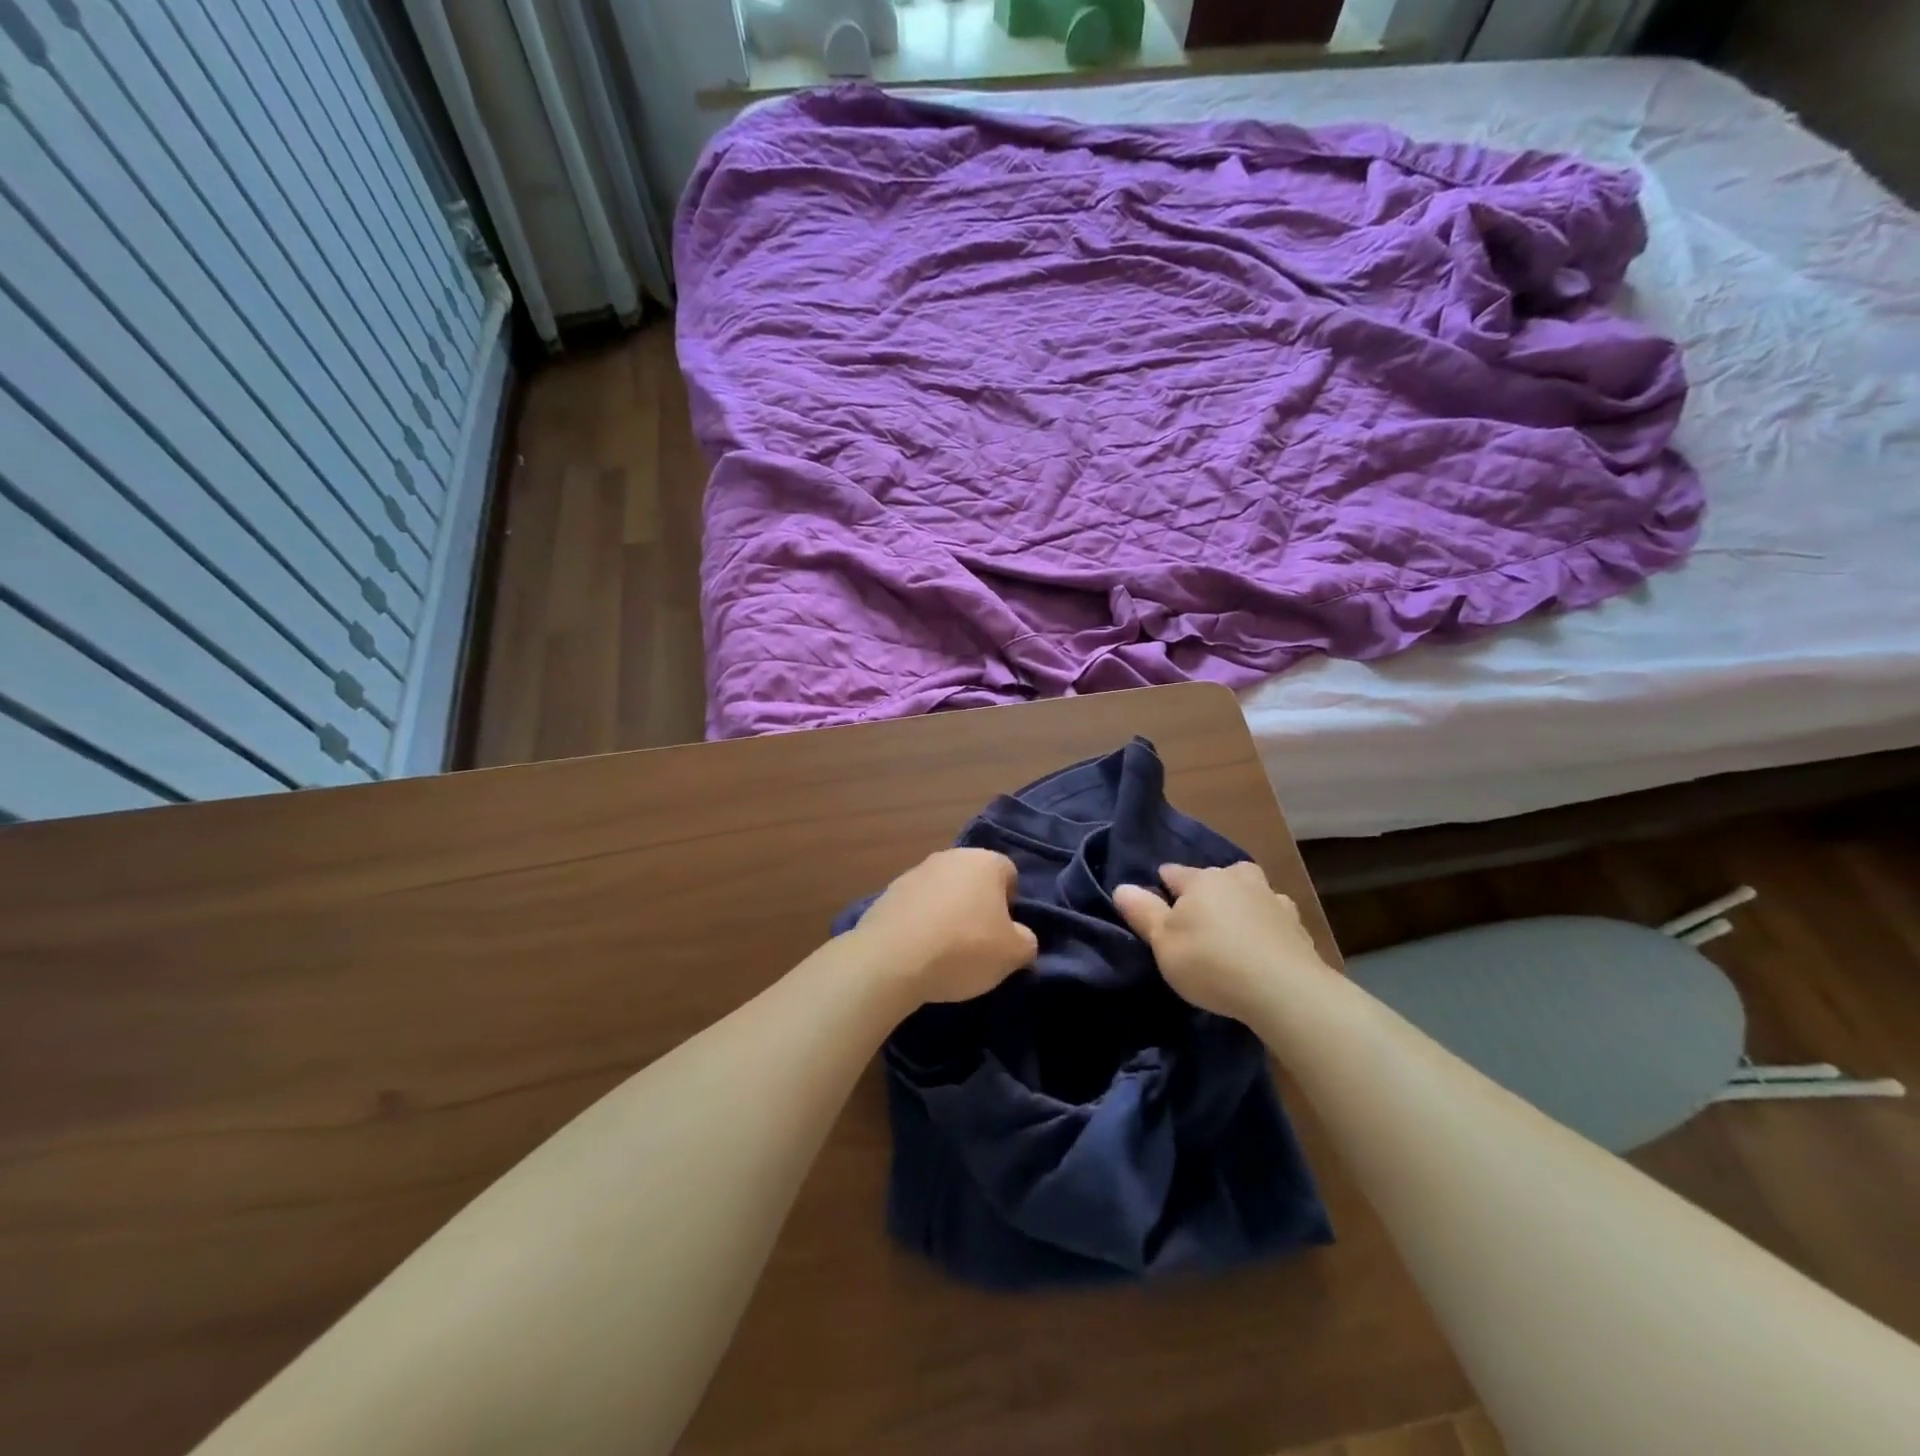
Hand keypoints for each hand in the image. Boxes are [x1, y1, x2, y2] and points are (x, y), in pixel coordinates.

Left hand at [854, 848, 1038, 1004]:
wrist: (891, 959)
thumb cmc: (964, 949)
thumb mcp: (1013, 954)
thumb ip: (1026, 941)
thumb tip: (1020, 937)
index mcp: (985, 862)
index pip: (1009, 874)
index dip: (1011, 904)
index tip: (1003, 934)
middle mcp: (950, 857)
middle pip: (973, 880)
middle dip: (978, 907)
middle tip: (978, 943)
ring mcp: (914, 872)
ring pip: (943, 892)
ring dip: (947, 914)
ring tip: (944, 952)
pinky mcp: (887, 893)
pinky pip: (916, 907)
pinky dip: (921, 924)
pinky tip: (918, 952)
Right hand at [1114, 862, 1333, 1020]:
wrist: (1284, 991)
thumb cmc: (1211, 961)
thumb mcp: (1163, 942)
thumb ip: (1142, 912)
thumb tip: (1122, 887)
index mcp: (1202, 879)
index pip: (1172, 873)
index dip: (1161, 889)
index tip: (1156, 911)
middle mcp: (1238, 878)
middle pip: (1214, 879)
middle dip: (1205, 894)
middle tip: (1195, 926)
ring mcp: (1273, 899)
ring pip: (1248, 894)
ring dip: (1239, 907)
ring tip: (1231, 935)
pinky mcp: (1298, 926)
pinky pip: (1273, 920)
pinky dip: (1265, 929)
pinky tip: (1261, 950)